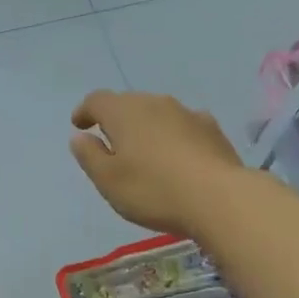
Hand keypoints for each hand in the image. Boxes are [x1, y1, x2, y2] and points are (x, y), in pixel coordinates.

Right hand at [69, 91, 245, 235]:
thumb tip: (80, 137)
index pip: (97, 100)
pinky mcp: (212, 129)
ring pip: (158, 113)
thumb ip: (89, 156)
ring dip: (146, 127)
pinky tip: (177, 156)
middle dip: (116, 119)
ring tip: (144, 151)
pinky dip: (172, 136)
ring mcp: (187, 113)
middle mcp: (155, 103)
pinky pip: (182, 126)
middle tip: (111, 142)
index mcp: (124, 112)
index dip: (85, 111)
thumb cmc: (153, 190)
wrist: (219, 198)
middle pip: (128, 103)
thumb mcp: (108, 180)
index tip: (79, 125)